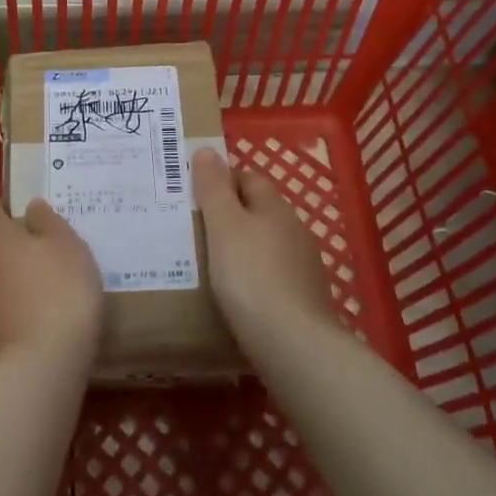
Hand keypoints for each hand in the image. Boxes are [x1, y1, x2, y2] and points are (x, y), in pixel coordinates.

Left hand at [0, 199, 106, 377]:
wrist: (33, 373)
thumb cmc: (58, 295)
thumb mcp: (69, 248)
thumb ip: (49, 223)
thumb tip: (31, 207)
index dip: (6, 212)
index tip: (34, 224)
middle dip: (7, 251)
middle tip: (43, 261)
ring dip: (5, 287)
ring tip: (40, 300)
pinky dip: (4, 319)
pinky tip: (30, 332)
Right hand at [192, 149, 338, 342]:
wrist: (293, 343)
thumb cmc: (251, 276)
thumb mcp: (224, 226)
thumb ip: (214, 189)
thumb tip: (207, 151)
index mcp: (275, 207)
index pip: (247, 177)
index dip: (220, 181)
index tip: (191, 196)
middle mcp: (294, 229)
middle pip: (257, 211)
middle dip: (228, 215)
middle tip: (192, 230)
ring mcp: (303, 265)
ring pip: (264, 244)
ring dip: (241, 248)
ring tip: (207, 264)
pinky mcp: (303, 297)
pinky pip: (271, 275)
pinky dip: (252, 278)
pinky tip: (235, 295)